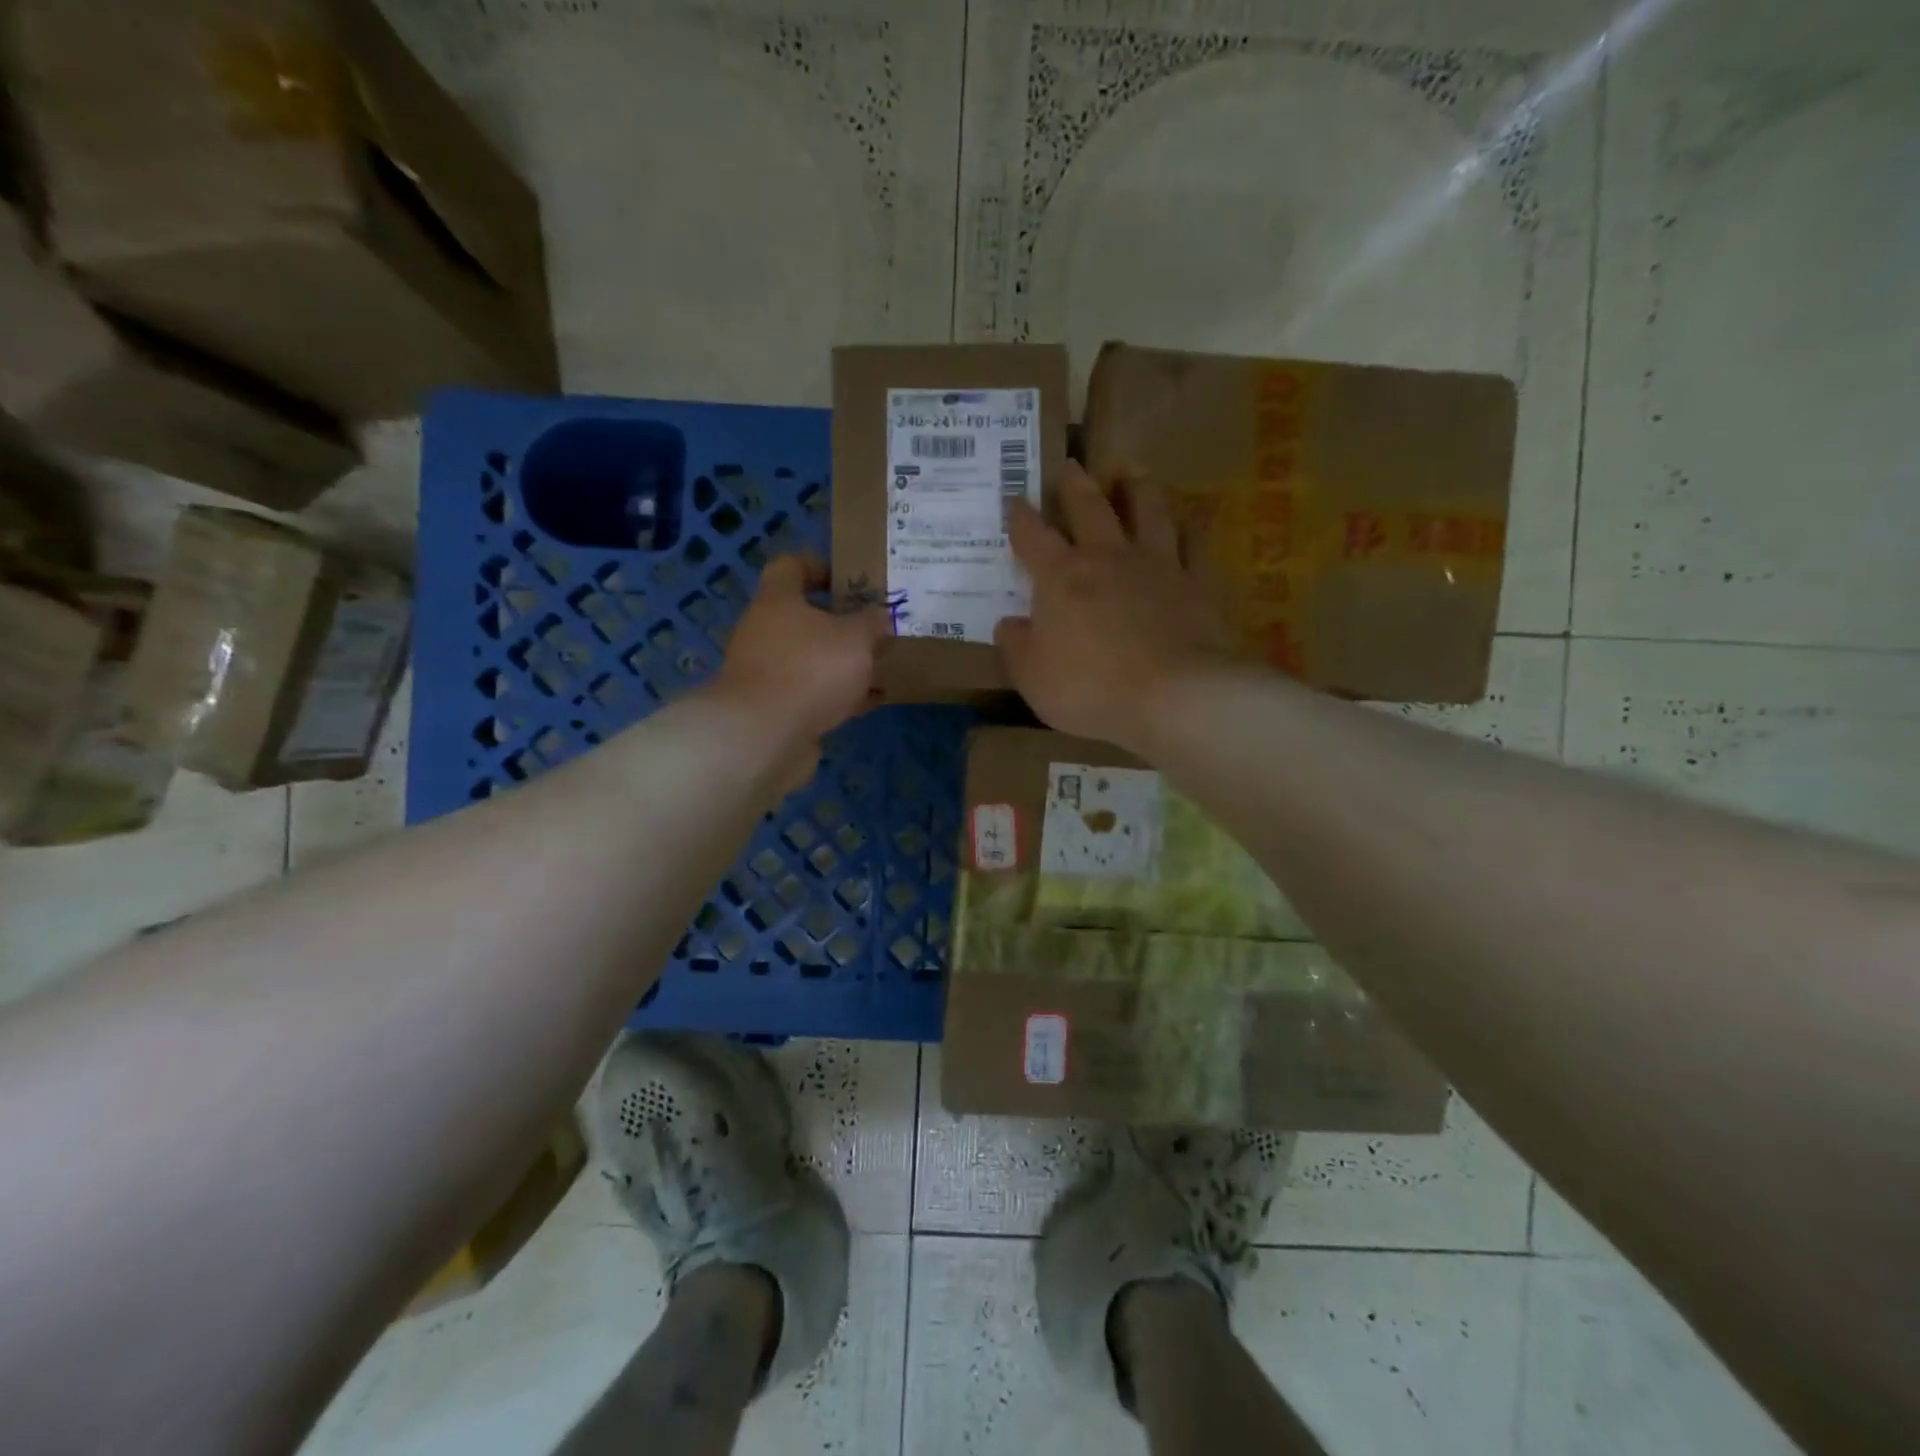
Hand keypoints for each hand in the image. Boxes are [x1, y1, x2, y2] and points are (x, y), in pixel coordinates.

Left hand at [712, 555, 888, 770]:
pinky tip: (874, 699)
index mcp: (778, 601)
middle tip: (878, 625)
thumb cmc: (810, 669)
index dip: (821, 566)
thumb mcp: (855, 638)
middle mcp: (767, 632)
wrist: (764, 735)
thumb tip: (882, 615)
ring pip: (813, 657)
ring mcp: (769, 672)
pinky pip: (816, 693)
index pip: (792, 566)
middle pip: (806, 616)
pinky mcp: (777, 708)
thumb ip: (872, 622)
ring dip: (844, 661)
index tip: (852, 578)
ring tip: (883, 662)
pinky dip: (842, 694)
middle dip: (843, 621)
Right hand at [996, 461, 1230, 749]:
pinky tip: (1192, 522)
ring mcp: (1157, 565)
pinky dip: (1192, 528)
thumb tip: (1009, 623)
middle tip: (1071, 465)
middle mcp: (1108, 558)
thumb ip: (1016, 646)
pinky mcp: (1198, 582)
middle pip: (1090, 508)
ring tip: (1133, 473)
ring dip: (1138, 489)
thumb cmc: (1090, 688)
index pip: (1033, 537)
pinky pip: (1196, 544)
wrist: (1174, 696)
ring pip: (1148, 511)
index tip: (1015, 499)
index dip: (1020, 517)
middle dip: (1075, 485)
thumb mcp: (1032, 677)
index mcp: (1061, 577)